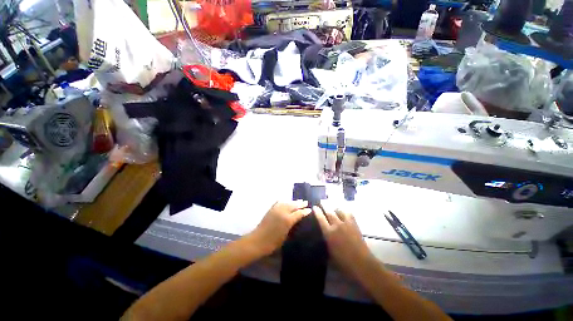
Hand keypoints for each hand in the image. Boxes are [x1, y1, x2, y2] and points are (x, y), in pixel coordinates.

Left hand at [248, 201, 311, 255]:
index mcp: (288, 220)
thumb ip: (292, 226)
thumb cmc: (273, 242)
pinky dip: (284, 201)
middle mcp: (282, 212)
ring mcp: (276, 209)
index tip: (309, 209)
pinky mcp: (271, 209)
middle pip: (293, 205)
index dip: (305, 211)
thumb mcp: (286, 236)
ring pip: (287, 203)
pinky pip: (279, 203)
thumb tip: (297, 221)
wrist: (258, 241)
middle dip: (300, 204)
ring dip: (293, 202)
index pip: (299, 213)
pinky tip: (286, 201)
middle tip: (305, 202)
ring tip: (298, 201)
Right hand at [313, 206, 372, 275]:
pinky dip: (345, 211)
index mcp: (329, 233)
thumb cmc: (343, 261)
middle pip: (329, 212)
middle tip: (322, 201)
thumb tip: (324, 235)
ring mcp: (346, 223)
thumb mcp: (330, 252)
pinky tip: (344, 211)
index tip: (315, 207)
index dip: (317, 212)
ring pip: (339, 211)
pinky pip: (349, 214)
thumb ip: (326, 241)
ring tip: (333, 206)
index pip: (321, 219)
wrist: (361, 262)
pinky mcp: (354, 224)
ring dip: (335, 207)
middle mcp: (337, 225)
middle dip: (325, 206)